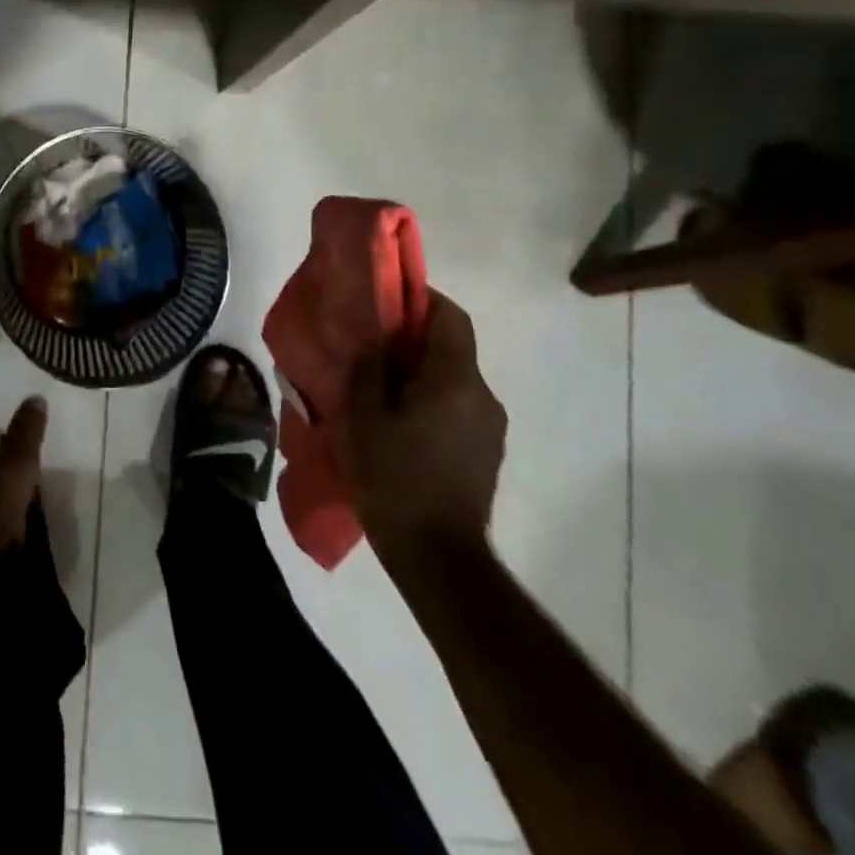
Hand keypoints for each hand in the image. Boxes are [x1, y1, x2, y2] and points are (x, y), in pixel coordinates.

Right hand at [337, 290, 506, 568]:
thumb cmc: (395, 478)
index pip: (450, 316)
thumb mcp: (363, 418)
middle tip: (373, 347)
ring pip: (454, 379)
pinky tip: (401, 425)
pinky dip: (431, 401)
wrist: (438, 556)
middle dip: (414, 338)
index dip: (421, 297)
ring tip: (382, 390)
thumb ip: (369, 370)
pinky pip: (458, 408)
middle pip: (452, 347)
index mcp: (455, 380)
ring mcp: (491, 427)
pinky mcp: (486, 452)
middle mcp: (483, 396)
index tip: (387, 299)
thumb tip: (376, 342)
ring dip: (421, 373)